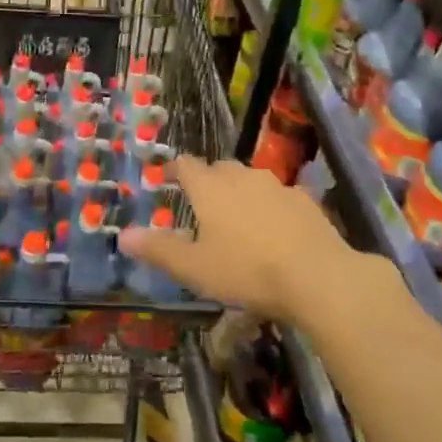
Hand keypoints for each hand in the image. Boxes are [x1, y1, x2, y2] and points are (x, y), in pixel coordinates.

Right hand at [119, 155, 386, 328]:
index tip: (167, 178)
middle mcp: (243, 177)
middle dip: (208, 181)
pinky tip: (274, 231)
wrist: (319, 277)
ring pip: (251, 180)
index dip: (175, 169)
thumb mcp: (194, 268)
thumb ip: (158, 250)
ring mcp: (278, 186)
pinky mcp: (306, 202)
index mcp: (210, 188)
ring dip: (240, 193)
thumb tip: (123, 236)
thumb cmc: (246, 271)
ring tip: (237, 218)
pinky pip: (280, 197)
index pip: (187, 165)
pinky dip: (270, 207)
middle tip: (201, 204)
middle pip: (220, 169)